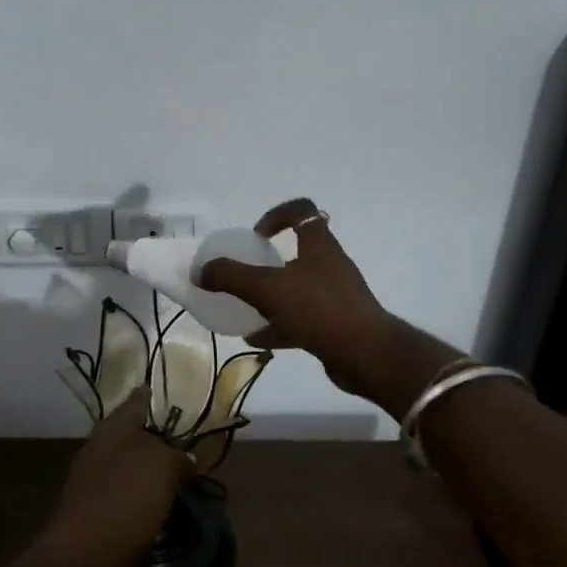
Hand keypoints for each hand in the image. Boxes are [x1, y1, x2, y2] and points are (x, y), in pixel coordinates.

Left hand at [36, 392, 189, 566]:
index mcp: (113, 428)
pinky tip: (162, 509)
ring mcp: (94, 481)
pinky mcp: (95, 513)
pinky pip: (127, 497)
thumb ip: (178, 457)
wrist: (84, 559)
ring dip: (152, 472)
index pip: (137, 401)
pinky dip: (144, 499)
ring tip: (182, 480)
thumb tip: (184, 461)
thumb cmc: (125, 499)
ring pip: (131, 467)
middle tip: (188, 445)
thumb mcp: (164, 467)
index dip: (154, 397)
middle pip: (134, 436)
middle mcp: (100, 449)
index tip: (174, 396)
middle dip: (158, 439)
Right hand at [196, 198, 414, 399]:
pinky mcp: (336, 324)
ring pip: (299, 288)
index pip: (302, 211)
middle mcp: (330, 265)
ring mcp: (336, 296)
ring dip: (273, 296)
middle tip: (247, 273)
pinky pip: (302, 318)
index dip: (277, 215)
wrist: (366, 355)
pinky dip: (279, 325)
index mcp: (319, 246)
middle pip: (299, 251)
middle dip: (270, 261)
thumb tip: (201, 271)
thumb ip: (231, 277)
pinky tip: (257, 339)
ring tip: (245, 308)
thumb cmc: (318, 309)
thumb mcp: (267, 289)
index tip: (256, 235)